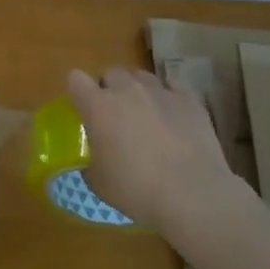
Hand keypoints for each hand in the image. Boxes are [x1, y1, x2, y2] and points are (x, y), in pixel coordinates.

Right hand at [66, 67, 236, 228]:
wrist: (193, 195)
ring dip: (138, 91)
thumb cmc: (137, 190)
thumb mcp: (99, 184)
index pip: (76, 80)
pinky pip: (173, 87)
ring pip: (142, 77)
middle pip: (111, 74)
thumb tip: (92, 162)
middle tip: (116, 117)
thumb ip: (90, 164)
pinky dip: (168, 98)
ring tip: (146, 115)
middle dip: (110, 90)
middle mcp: (127, 90)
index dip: (78, 91)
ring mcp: (160, 91)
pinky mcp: (189, 100)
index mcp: (98, 107)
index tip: (83, 108)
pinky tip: (172, 118)